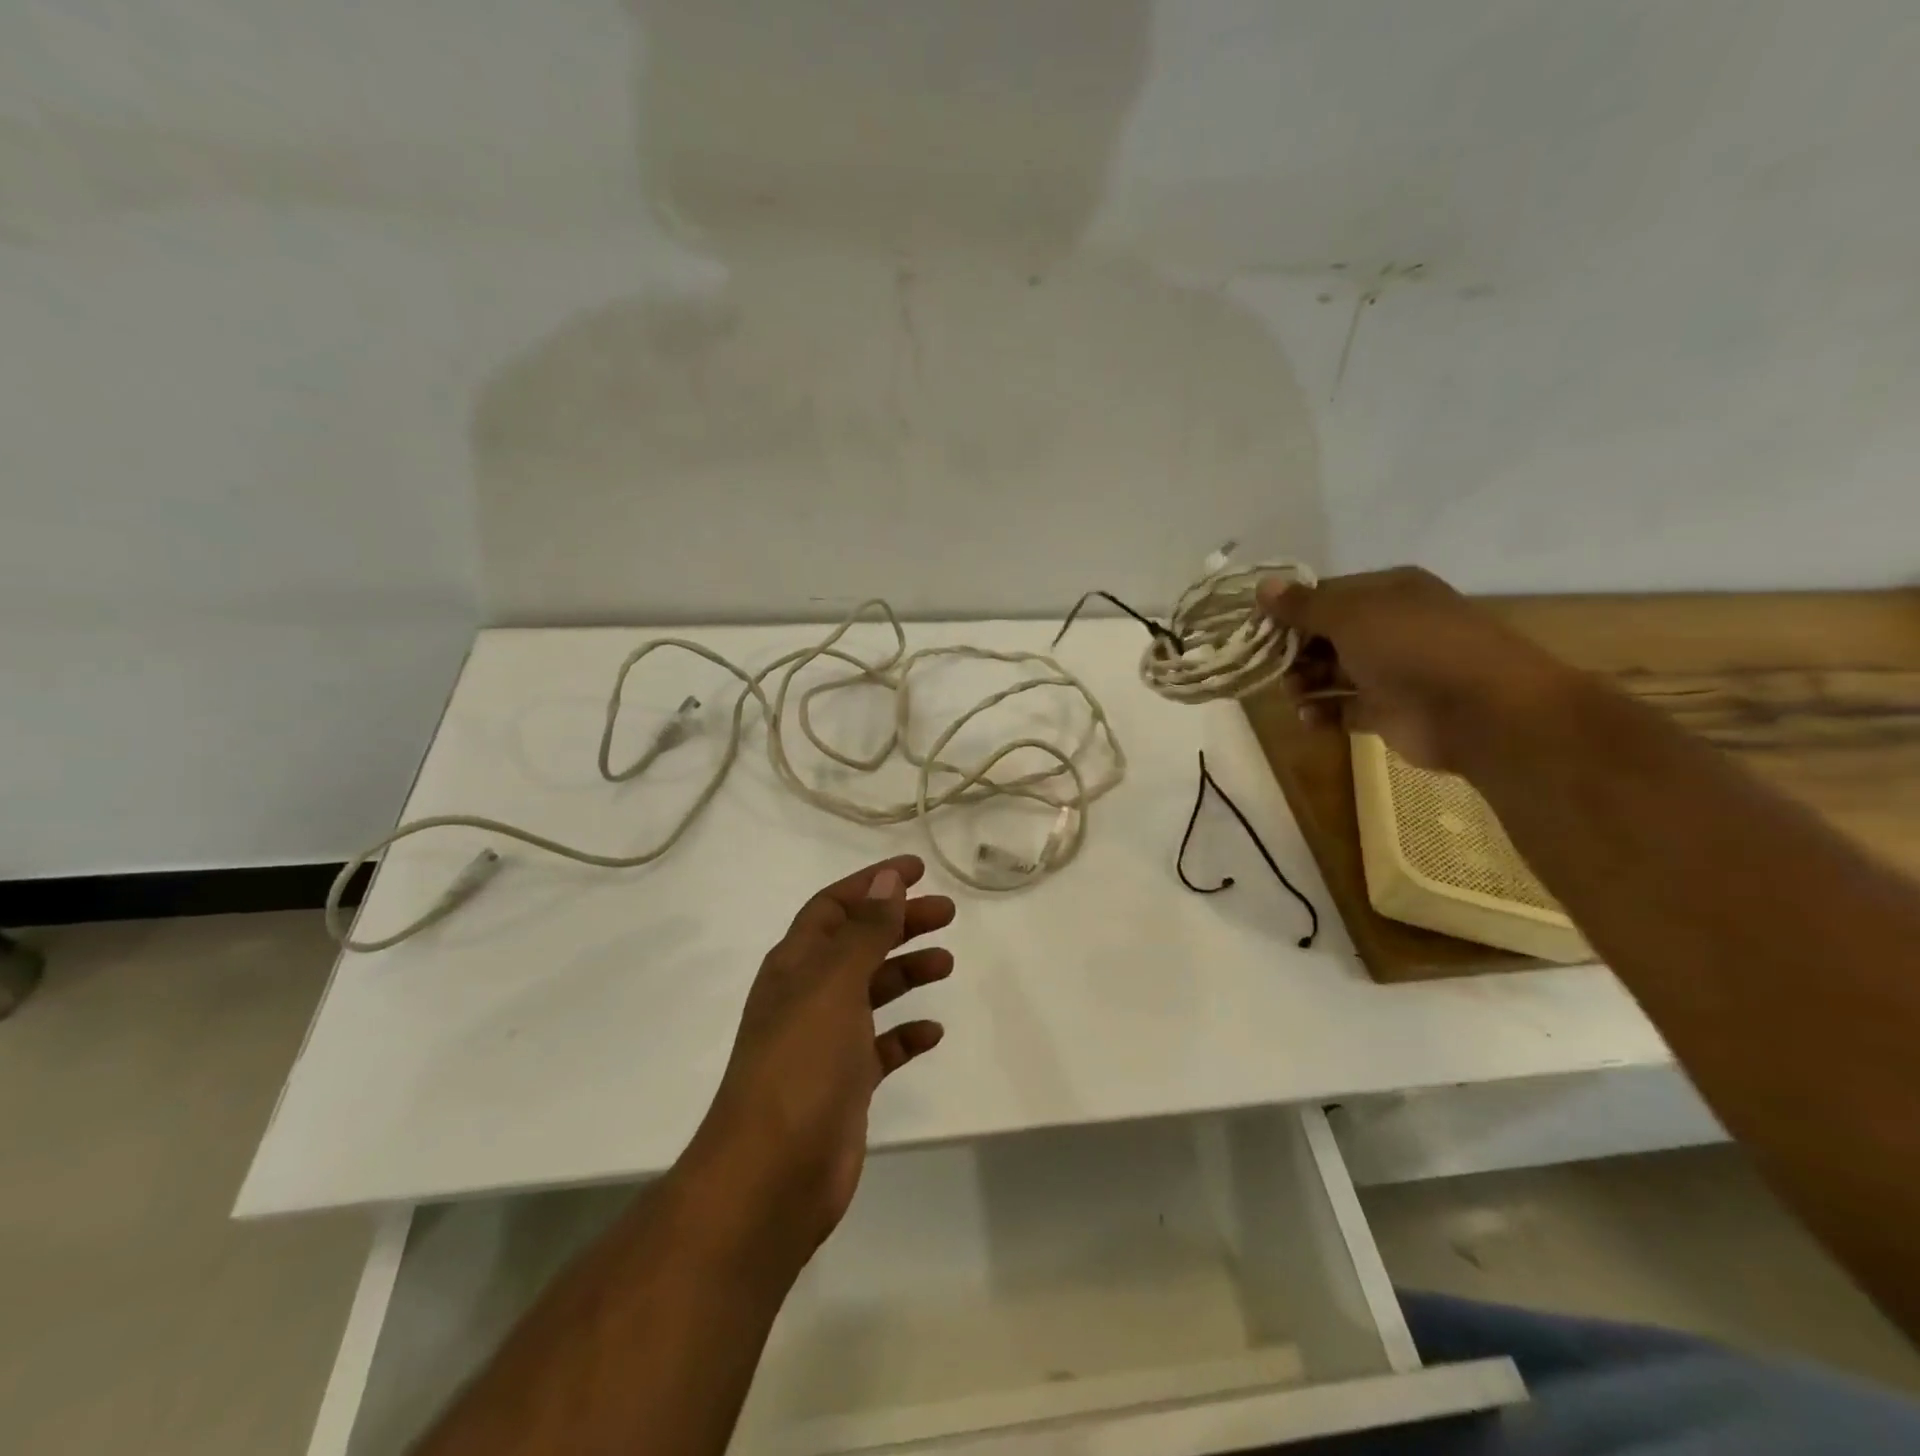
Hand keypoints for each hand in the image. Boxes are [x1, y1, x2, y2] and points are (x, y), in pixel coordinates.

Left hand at [680, 854, 954, 1260]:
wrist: (771, 1176)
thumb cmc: (801, 1065)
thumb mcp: (834, 984)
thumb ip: (865, 932)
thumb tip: (888, 881)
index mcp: (796, 964)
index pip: (834, 906)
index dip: (872, 883)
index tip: (916, 869)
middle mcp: (808, 995)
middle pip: (858, 943)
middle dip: (900, 923)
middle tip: (946, 913)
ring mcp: (825, 1042)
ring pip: (872, 992)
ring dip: (906, 972)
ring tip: (947, 963)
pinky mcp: (844, 1085)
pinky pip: (881, 1047)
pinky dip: (906, 1034)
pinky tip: (932, 1032)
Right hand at [1258, 566, 1572, 771]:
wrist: (1479, 711)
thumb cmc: (1412, 648)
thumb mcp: (1351, 615)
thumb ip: (1303, 605)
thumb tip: (1262, 586)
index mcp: (1387, 593)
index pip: (1326, 596)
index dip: (1289, 610)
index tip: (1256, 628)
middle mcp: (1388, 628)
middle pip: (1324, 636)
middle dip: (1293, 651)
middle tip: (1270, 665)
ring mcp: (1389, 671)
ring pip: (1331, 673)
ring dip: (1304, 682)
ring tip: (1293, 693)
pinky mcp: (1388, 711)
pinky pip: (1343, 709)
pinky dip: (1323, 713)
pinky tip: (1309, 718)